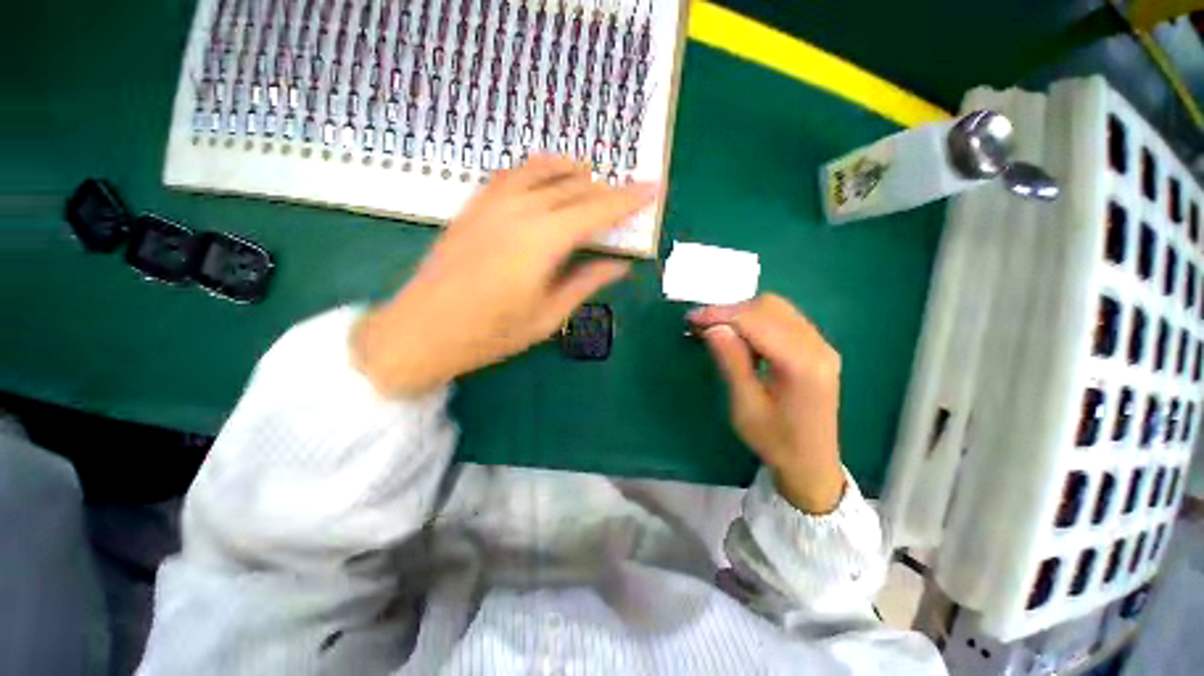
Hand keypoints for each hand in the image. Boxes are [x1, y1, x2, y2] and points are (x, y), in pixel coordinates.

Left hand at [353, 155, 656, 395]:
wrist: (422, 331)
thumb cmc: (491, 333)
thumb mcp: (548, 315)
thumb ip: (586, 283)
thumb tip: (619, 265)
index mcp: (543, 241)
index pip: (598, 210)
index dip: (630, 198)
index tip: (654, 188)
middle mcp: (520, 210)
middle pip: (574, 187)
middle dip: (607, 188)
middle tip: (628, 195)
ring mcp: (491, 203)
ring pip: (542, 170)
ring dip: (572, 170)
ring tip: (592, 176)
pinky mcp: (473, 206)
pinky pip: (511, 173)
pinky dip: (536, 168)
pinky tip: (545, 176)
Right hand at [689, 295, 845, 513]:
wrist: (811, 463)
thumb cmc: (775, 441)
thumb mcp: (745, 406)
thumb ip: (731, 362)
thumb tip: (713, 327)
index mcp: (802, 364)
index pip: (757, 321)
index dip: (722, 314)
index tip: (692, 318)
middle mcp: (818, 346)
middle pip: (770, 307)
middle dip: (731, 311)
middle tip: (702, 326)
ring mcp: (821, 344)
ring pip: (776, 309)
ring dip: (743, 314)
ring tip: (717, 330)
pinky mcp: (816, 347)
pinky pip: (783, 319)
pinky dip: (756, 321)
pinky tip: (740, 337)